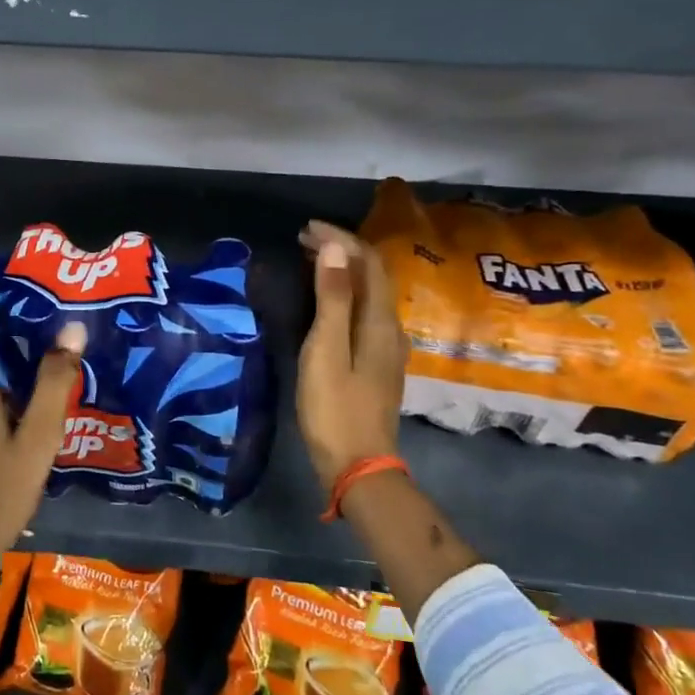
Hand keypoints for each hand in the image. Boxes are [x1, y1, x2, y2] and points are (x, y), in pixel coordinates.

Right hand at [296, 221, 407, 495]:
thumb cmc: (335, 408)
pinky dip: (343, 294)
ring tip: (310, 261)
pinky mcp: (376, 364)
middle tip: (302, 240)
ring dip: (342, 272)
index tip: (305, 229)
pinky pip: (363, 313)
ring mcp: (387, 348)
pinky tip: (324, 301)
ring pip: (369, 294)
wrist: (357, 466)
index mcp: (381, 322)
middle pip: (372, 276)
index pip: (368, 263)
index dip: (341, 239)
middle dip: (341, 251)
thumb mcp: (326, 350)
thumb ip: (332, 299)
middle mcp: (391, 329)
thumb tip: (334, 249)